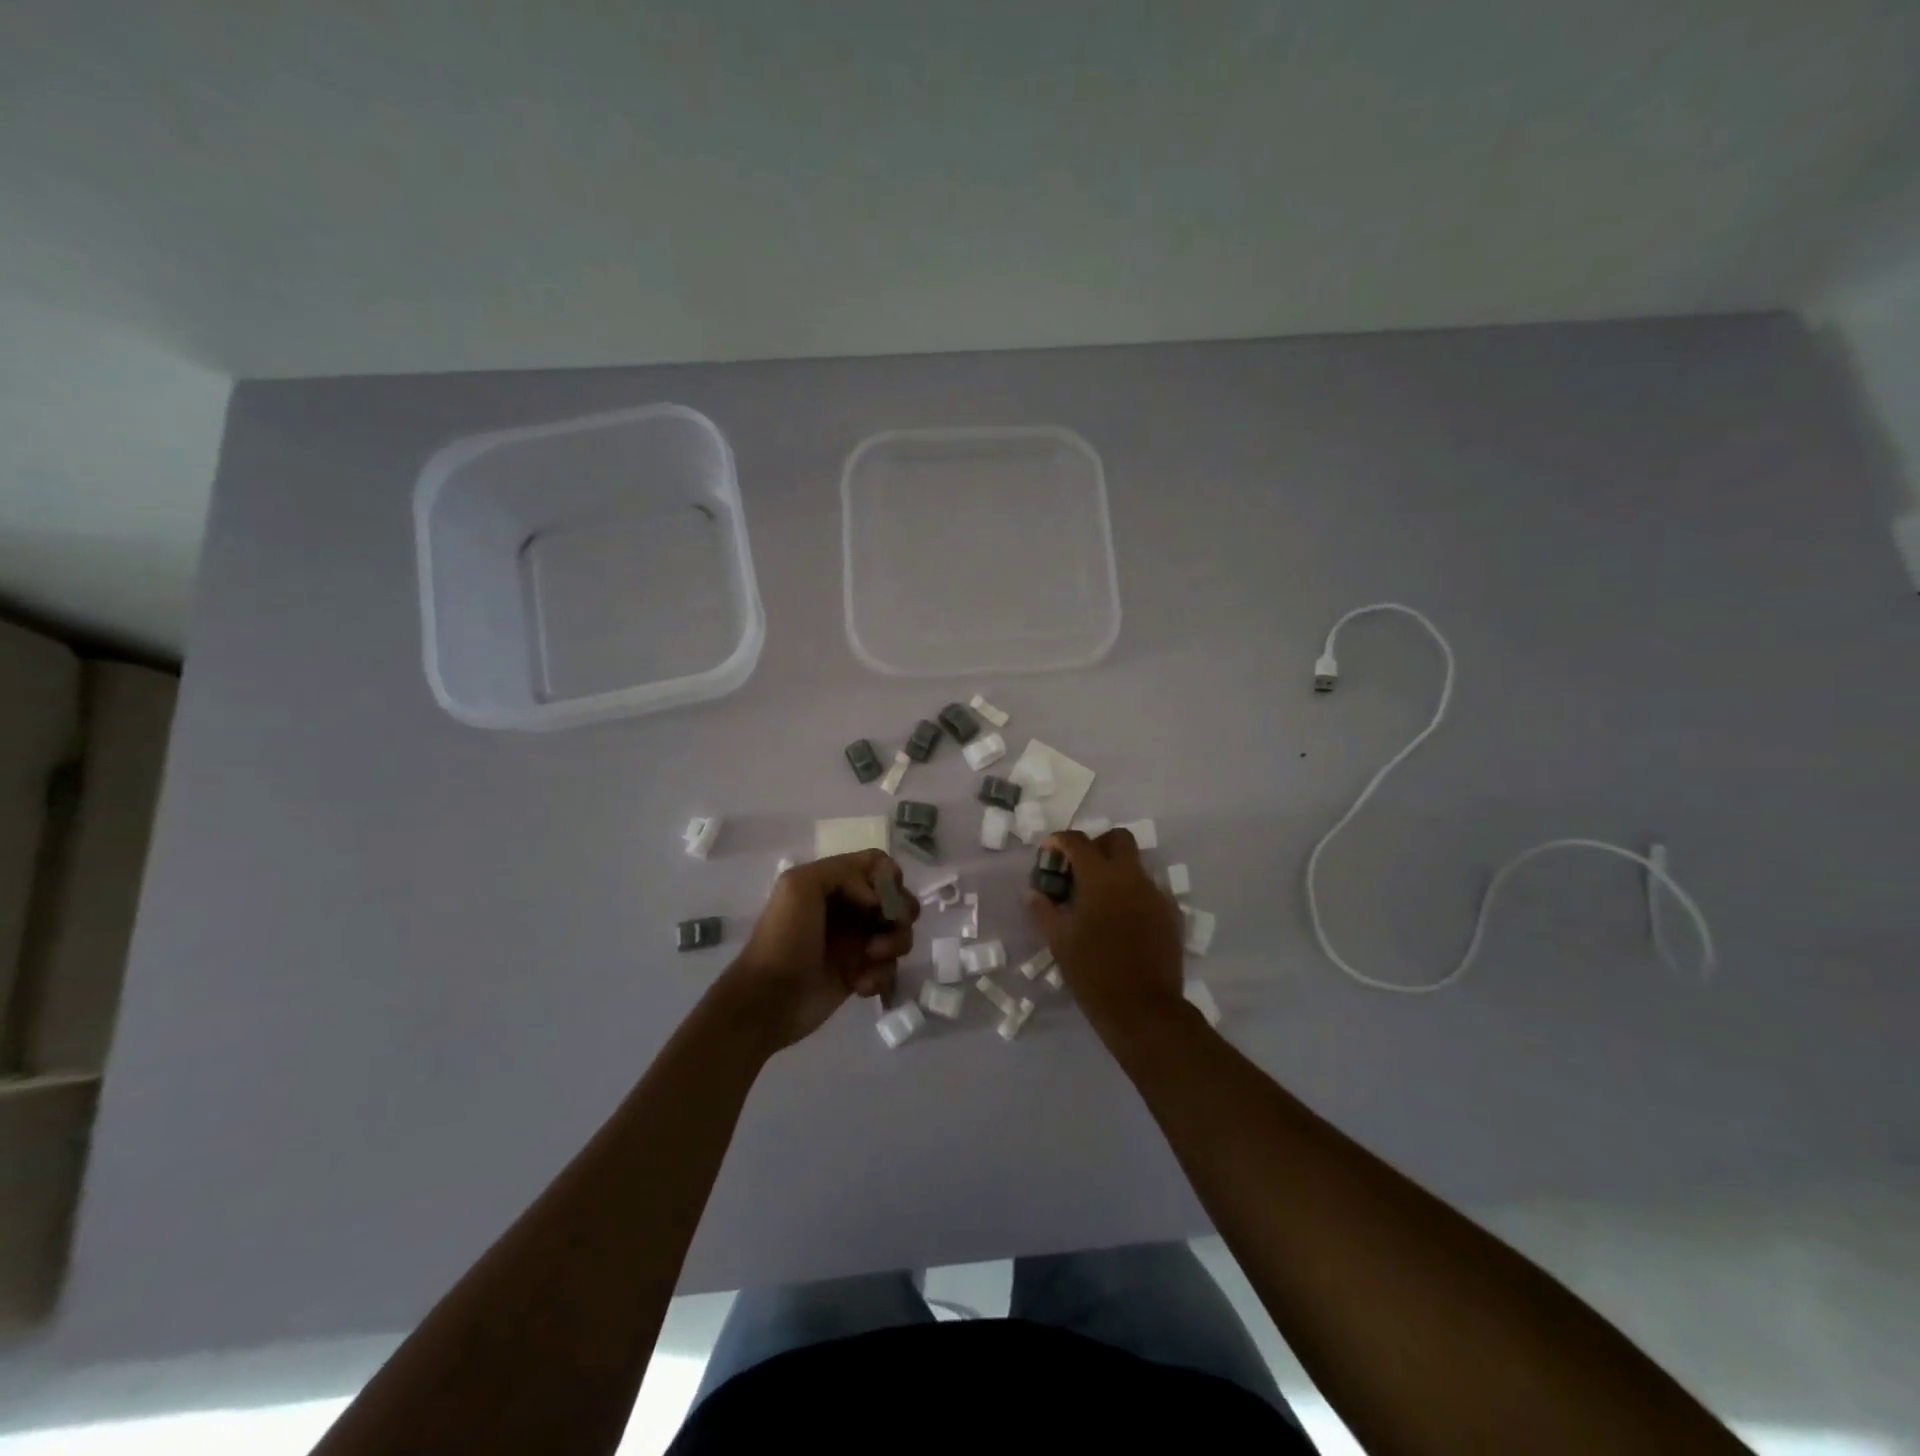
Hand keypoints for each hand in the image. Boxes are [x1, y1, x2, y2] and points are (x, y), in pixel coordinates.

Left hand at [719, 851, 917, 1050]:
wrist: (767, 1001)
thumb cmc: (782, 939)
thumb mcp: (798, 885)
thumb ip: (842, 872)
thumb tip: (876, 900)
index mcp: (835, 883)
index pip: (878, 865)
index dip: (888, 878)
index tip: (879, 899)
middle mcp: (850, 908)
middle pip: (898, 897)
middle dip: (901, 911)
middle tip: (888, 926)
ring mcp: (857, 943)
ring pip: (900, 933)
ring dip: (894, 943)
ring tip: (870, 958)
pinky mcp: (861, 975)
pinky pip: (891, 968)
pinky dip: (881, 976)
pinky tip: (860, 985)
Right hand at [1025, 829, 1186, 1038]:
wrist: (1144, 1010)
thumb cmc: (1093, 973)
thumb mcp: (1058, 941)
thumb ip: (1042, 910)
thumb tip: (1033, 891)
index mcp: (1100, 878)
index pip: (1078, 841)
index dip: (1059, 841)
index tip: (1049, 853)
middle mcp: (1131, 877)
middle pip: (1117, 838)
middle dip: (1096, 845)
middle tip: (1080, 870)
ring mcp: (1156, 894)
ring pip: (1135, 865)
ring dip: (1115, 871)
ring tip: (1099, 901)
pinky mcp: (1171, 914)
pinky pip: (1149, 891)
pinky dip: (1133, 895)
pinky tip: (1122, 921)